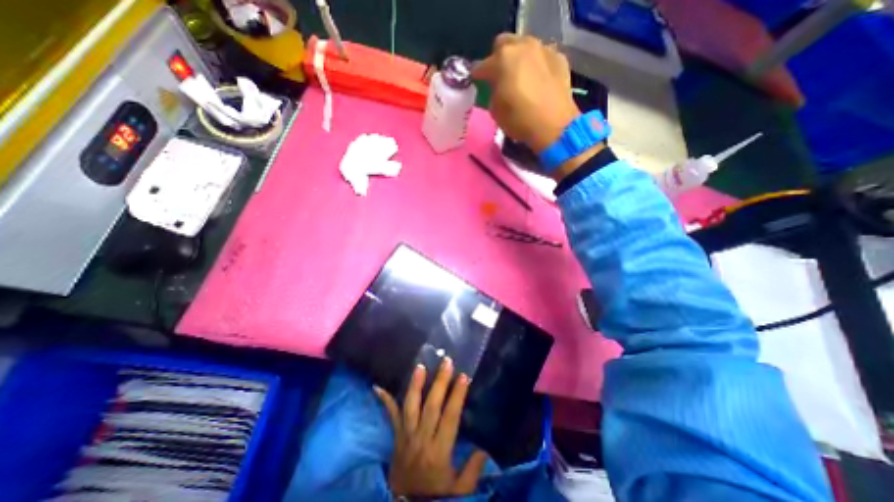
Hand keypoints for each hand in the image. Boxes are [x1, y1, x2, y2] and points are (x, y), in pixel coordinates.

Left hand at [374, 359, 491, 496]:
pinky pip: (391, 416)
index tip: (464, 377)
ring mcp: (406, 436)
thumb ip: (473, 470)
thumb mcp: (460, 491)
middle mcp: (421, 440)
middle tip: (446, 362)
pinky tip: (377, 387)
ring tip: (420, 366)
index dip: (457, 396)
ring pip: (410, 406)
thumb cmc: (436, 496)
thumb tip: (485, 448)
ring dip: (415, 385)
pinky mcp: (396, 437)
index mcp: (439, 452)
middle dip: (440, 382)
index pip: (450, 418)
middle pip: (431, 406)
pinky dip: (385, 401)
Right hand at [474, 34, 579, 152]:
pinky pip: (542, 56)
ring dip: (518, 59)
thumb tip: (496, 87)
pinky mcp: (559, 58)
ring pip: (524, 46)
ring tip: (519, 77)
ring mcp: (543, 49)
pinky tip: (537, 80)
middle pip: (503, 44)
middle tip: (499, 76)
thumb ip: (492, 93)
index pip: (482, 66)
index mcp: (502, 60)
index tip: (476, 83)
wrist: (554, 125)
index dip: (477, 76)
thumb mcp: (496, 111)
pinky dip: (537, 65)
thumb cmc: (519, 120)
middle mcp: (522, 46)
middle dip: (498, 59)